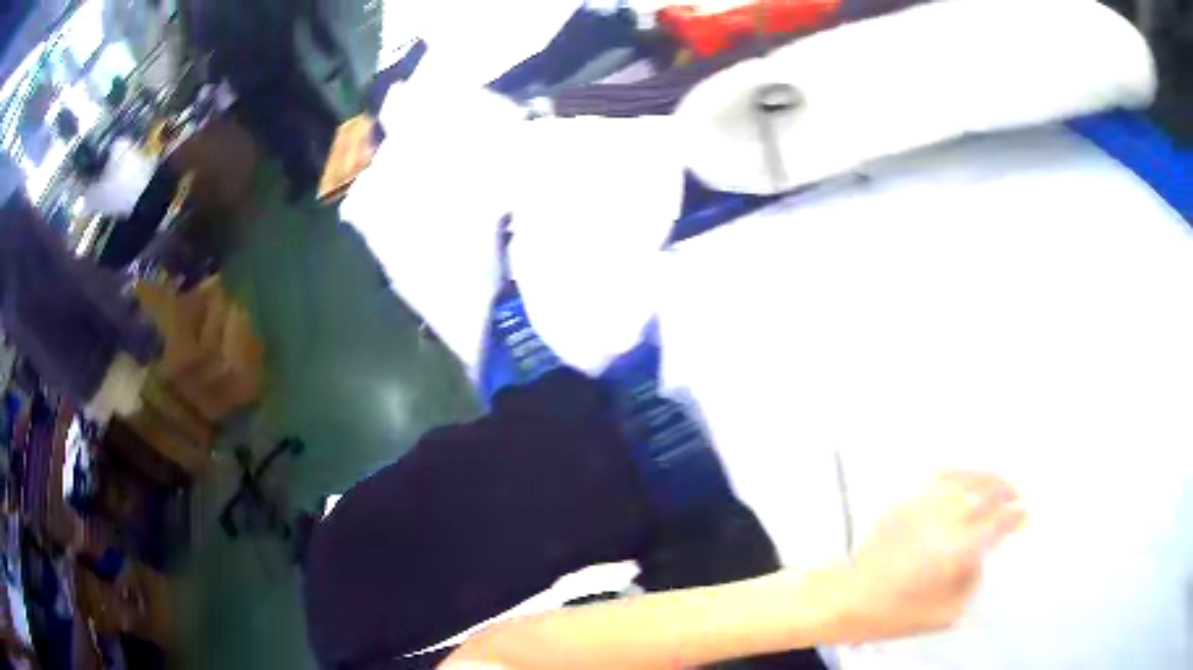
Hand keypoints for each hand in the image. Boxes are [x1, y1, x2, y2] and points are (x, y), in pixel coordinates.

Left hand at [837, 471, 1024, 641]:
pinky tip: (965, 480)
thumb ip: (971, 582)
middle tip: (1016, 497)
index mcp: (959, 549)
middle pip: (985, 492)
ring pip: (965, 479)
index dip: (1016, 517)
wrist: (849, 598)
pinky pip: (940, 478)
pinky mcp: (907, 502)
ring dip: (986, 478)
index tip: (1025, 516)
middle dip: (1005, 491)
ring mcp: (925, 506)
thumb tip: (983, 558)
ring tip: (997, 484)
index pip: (998, 522)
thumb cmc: (897, 613)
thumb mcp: (945, 612)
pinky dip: (960, 474)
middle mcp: (946, 519)